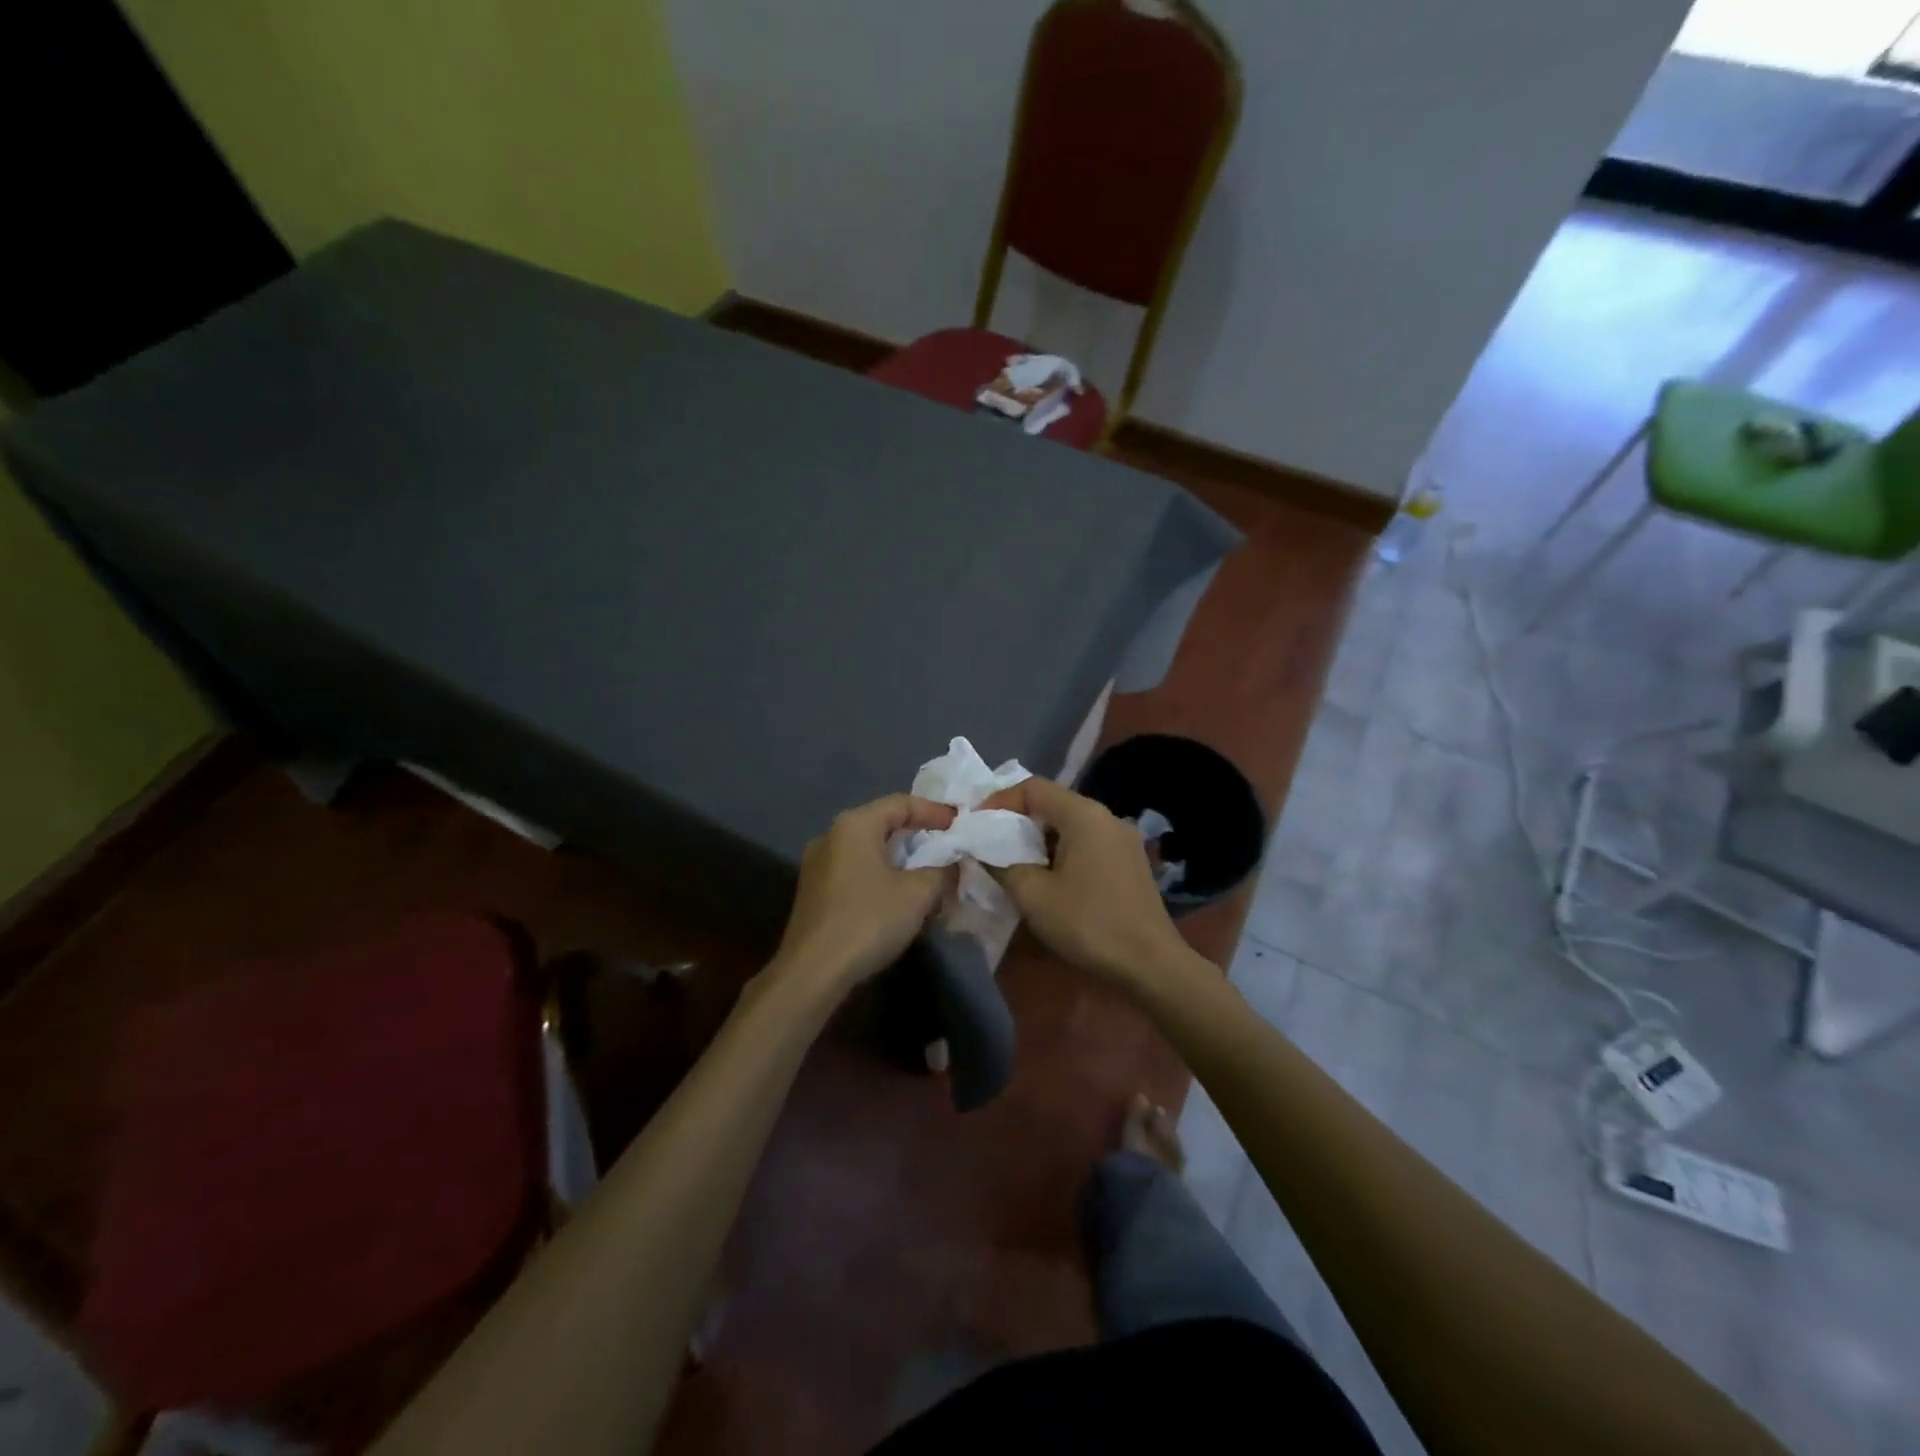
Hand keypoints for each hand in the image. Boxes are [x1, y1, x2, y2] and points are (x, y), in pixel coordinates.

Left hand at [772, 794, 957, 992]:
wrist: (813, 972)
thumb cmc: (868, 920)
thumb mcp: (918, 893)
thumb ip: (942, 872)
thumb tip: (953, 866)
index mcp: (854, 825)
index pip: (901, 803)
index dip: (934, 812)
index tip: (960, 825)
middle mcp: (831, 836)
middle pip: (882, 824)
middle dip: (917, 836)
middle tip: (947, 848)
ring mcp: (817, 866)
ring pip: (868, 851)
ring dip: (900, 860)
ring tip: (928, 875)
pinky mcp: (814, 893)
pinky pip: (856, 872)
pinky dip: (881, 877)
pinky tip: (899, 899)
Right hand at [978, 777, 1192, 991]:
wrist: (1151, 964)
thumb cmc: (1088, 923)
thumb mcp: (1033, 895)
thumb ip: (1001, 864)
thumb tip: (983, 849)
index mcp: (1084, 814)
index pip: (1032, 787)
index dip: (999, 801)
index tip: (977, 826)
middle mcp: (1106, 817)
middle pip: (1052, 804)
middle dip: (1017, 822)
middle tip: (990, 846)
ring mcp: (1123, 839)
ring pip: (1070, 825)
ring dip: (1039, 840)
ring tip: (1015, 865)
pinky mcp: (1130, 862)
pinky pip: (1087, 843)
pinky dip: (1062, 852)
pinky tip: (1050, 880)